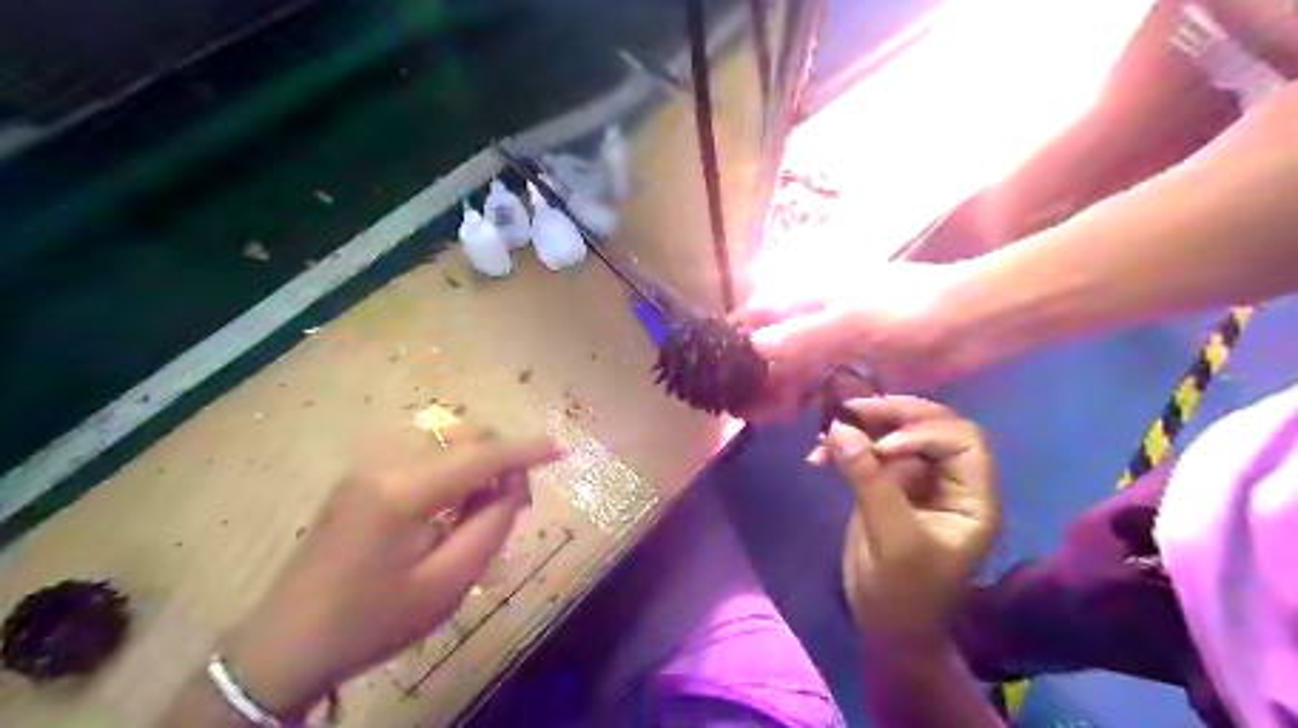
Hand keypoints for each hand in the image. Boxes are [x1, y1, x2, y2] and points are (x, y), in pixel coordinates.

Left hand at [218, 430, 562, 712]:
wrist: (284, 645)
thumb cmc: (372, 621)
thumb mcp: (445, 584)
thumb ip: (489, 526)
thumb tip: (512, 485)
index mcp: (403, 491)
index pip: (481, 455)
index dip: (525, 450)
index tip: (561, 450)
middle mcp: (384, 463)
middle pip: (464, 440)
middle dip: (501, 461)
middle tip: (513, 505)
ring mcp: (368, 467)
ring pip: (447, 445)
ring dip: (477, 466)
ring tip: (482, 511)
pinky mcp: (361, 478)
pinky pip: (425, 458)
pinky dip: (453, 471)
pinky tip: (451, 507)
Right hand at [734, 263, 979, 421]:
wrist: (973, 323)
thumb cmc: (909, 310)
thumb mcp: (852, 320)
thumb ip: (802, 335)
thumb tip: (753, 347)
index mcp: (814, 295)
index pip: (762, 310)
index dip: (737, 332)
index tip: (714, 362)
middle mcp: (822, 318)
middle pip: (778, 345)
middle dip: (757, 372)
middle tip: (737, 404)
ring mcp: (843, 345)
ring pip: (801, 370)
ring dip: (783, 393)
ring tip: (761, 420)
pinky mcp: (864, 369)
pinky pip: (831, 389)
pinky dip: (817, 407)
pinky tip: (809, 431)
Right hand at [827, 397, 995, 643]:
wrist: (885, 624)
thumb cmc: (904, 591)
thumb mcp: (892, 537)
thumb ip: (869, 479)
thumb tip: (838, 428)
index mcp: (972, 496)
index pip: (962, 441)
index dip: (924, 433)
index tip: (882, 449)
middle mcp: (950, 480)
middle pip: (930, 426)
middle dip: (892, 414)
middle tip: (851, 410)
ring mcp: (917, 480)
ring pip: (896, 433)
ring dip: (862, 428)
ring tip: (826, 434)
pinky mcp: (887, 484)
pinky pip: (870, 451)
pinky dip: (845, 447)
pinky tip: (819, 455)